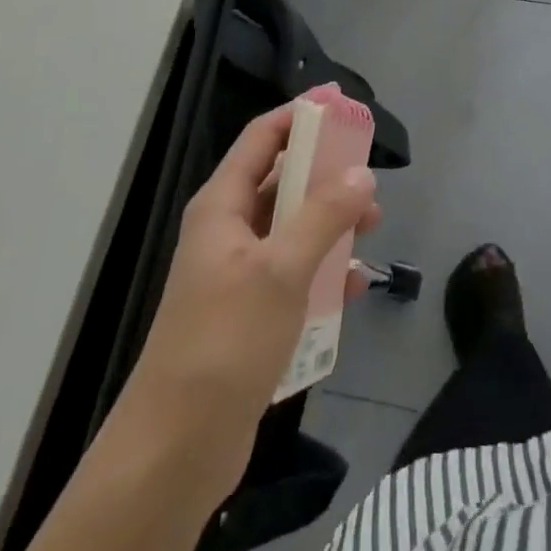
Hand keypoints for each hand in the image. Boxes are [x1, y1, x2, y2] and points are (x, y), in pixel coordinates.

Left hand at [106, 105, 379, 503]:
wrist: (177, 448)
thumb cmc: (226, 340)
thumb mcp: (282, 269)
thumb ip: (323, 215)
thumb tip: (361, 173)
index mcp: (222, 205)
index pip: (262, 138)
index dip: (299, 115)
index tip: (340, 102)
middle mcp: (228, 230)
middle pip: (281, 180)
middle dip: (326, 174)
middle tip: (369, 175)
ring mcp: (238, 273)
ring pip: (291, 228)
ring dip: (331, 223)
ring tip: (373, 226)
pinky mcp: (250, 313)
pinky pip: (294, 274)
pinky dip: (324, 271)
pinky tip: (357, 285)